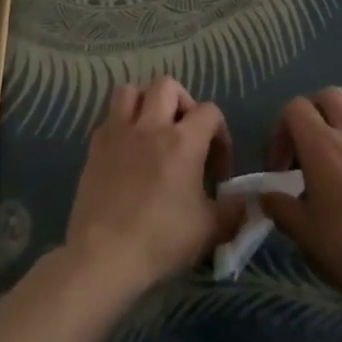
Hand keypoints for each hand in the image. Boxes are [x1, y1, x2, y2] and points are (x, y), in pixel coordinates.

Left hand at [63, 77, 234, 297]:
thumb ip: (233, 211)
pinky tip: (126, 151)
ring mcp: (118, 133)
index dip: (220, 135)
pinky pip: (108, 119)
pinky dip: (119, 126)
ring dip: (144, 102)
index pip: (210, 111)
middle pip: (167, 86)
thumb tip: (246, 202)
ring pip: (130, 91)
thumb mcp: (210, 231)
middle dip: (181, 103)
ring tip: (152, 129)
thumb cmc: (161, 240)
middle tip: (184, 133)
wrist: (104, 256)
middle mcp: (151, 125)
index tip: (217, 169)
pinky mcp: (95, 147)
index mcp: (183, 141)